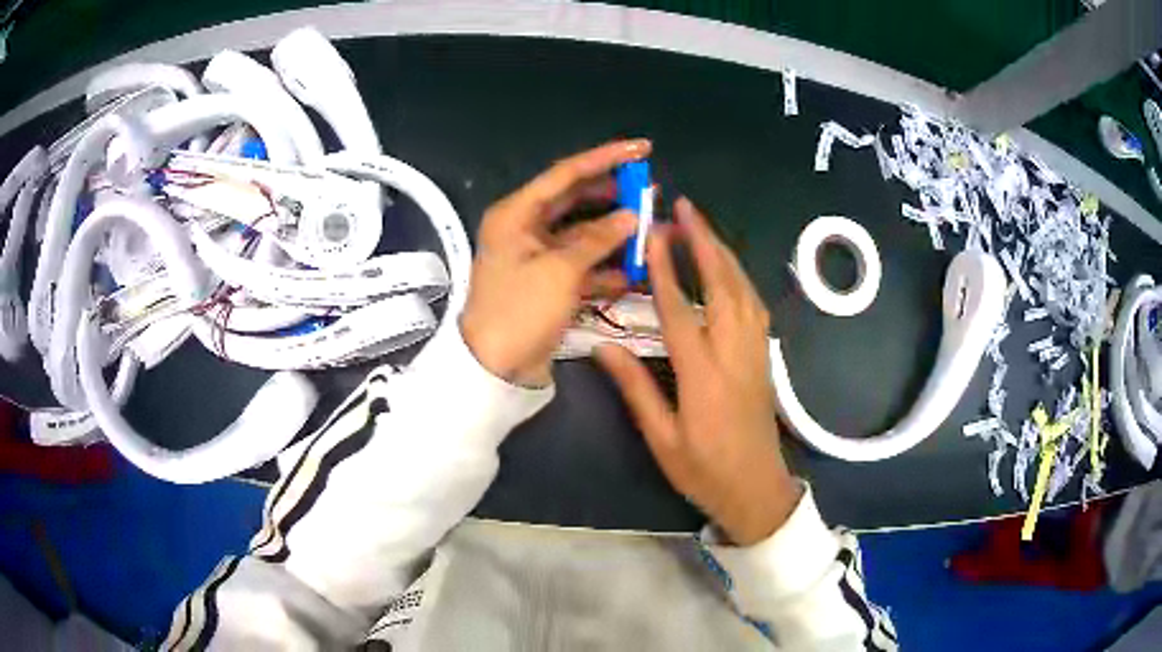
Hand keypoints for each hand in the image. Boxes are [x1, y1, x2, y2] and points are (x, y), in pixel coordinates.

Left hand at [460, 140, 650, 386]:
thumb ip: (598, 239)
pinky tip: (634, 272)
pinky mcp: (547, 282)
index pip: (566, 174)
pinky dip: (605, 267)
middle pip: (575, 201)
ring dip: (614, 234)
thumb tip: (631, 217)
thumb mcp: (560, 270)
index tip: (642, 148)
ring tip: (650, 230)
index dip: (606, 158)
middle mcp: (524, 228)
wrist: (495, 368)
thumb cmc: (520, 310)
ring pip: (582, 234)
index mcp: (516, 213)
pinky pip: (581, 264)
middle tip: (649, 191)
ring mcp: (537, 256)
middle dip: (613, 196)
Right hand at [596, 198, 800, 545]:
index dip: (666, 269)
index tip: (653, 235)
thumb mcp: (662, 439)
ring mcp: (755, 353)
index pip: (681, 310)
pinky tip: (729, 269)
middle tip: (685, 208)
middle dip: (704, 242)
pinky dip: (740, 278)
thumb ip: (635, 389)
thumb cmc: (704, 471)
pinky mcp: (765, 358)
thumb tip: (603, 348)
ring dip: (724, 254)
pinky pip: (755, 306)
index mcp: (703, 376)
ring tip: (703, 227)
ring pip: (744, 291)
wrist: (756, 490)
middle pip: (723, 286)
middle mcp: (734, 354)